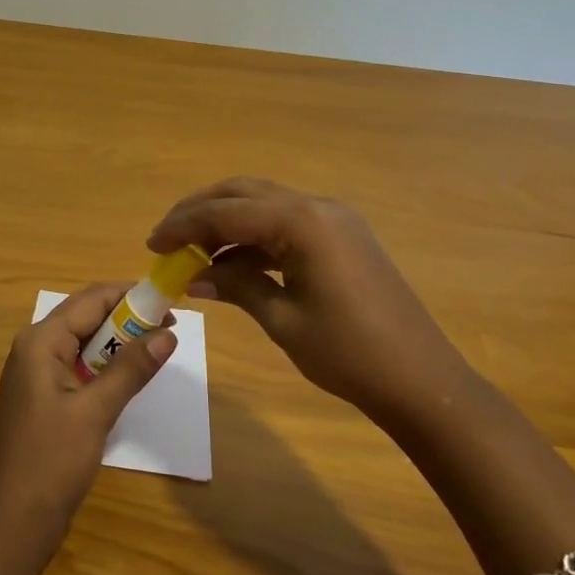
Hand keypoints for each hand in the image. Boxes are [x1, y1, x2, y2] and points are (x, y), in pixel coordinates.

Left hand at [0, 282, 176, 556]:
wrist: (9, 528)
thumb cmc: (50, 464)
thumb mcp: (95, 412)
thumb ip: (130, 369)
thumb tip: (167, 334)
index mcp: (40, 341)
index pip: (91, 299)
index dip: (130, 295)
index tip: (169, 301)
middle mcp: (34, 348)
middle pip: (86, 317)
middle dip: (127, 318)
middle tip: (169, 327)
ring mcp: (36, 375)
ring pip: (83, 343)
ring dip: (118, 343)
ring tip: (157, 347)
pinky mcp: (42, 399)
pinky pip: (78, 367)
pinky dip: (105, 366)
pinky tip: (129, 378)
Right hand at [148, 177, 469, 425]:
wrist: (422, 381)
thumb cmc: (349, 354)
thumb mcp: (282, 320)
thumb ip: (235, 285)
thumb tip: (192, 276)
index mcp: (302, 221)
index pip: (226, 211)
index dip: (184, 225)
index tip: (152, 244)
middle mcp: (317, 206)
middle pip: (243, 192)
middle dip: (201, 211)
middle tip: (168, 238)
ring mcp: (334, 217)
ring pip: (264, 203)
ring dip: (227, 221)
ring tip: (194, 252)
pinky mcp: (343, 235)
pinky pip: (286, 221)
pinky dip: (255, 234)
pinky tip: (234, 261)